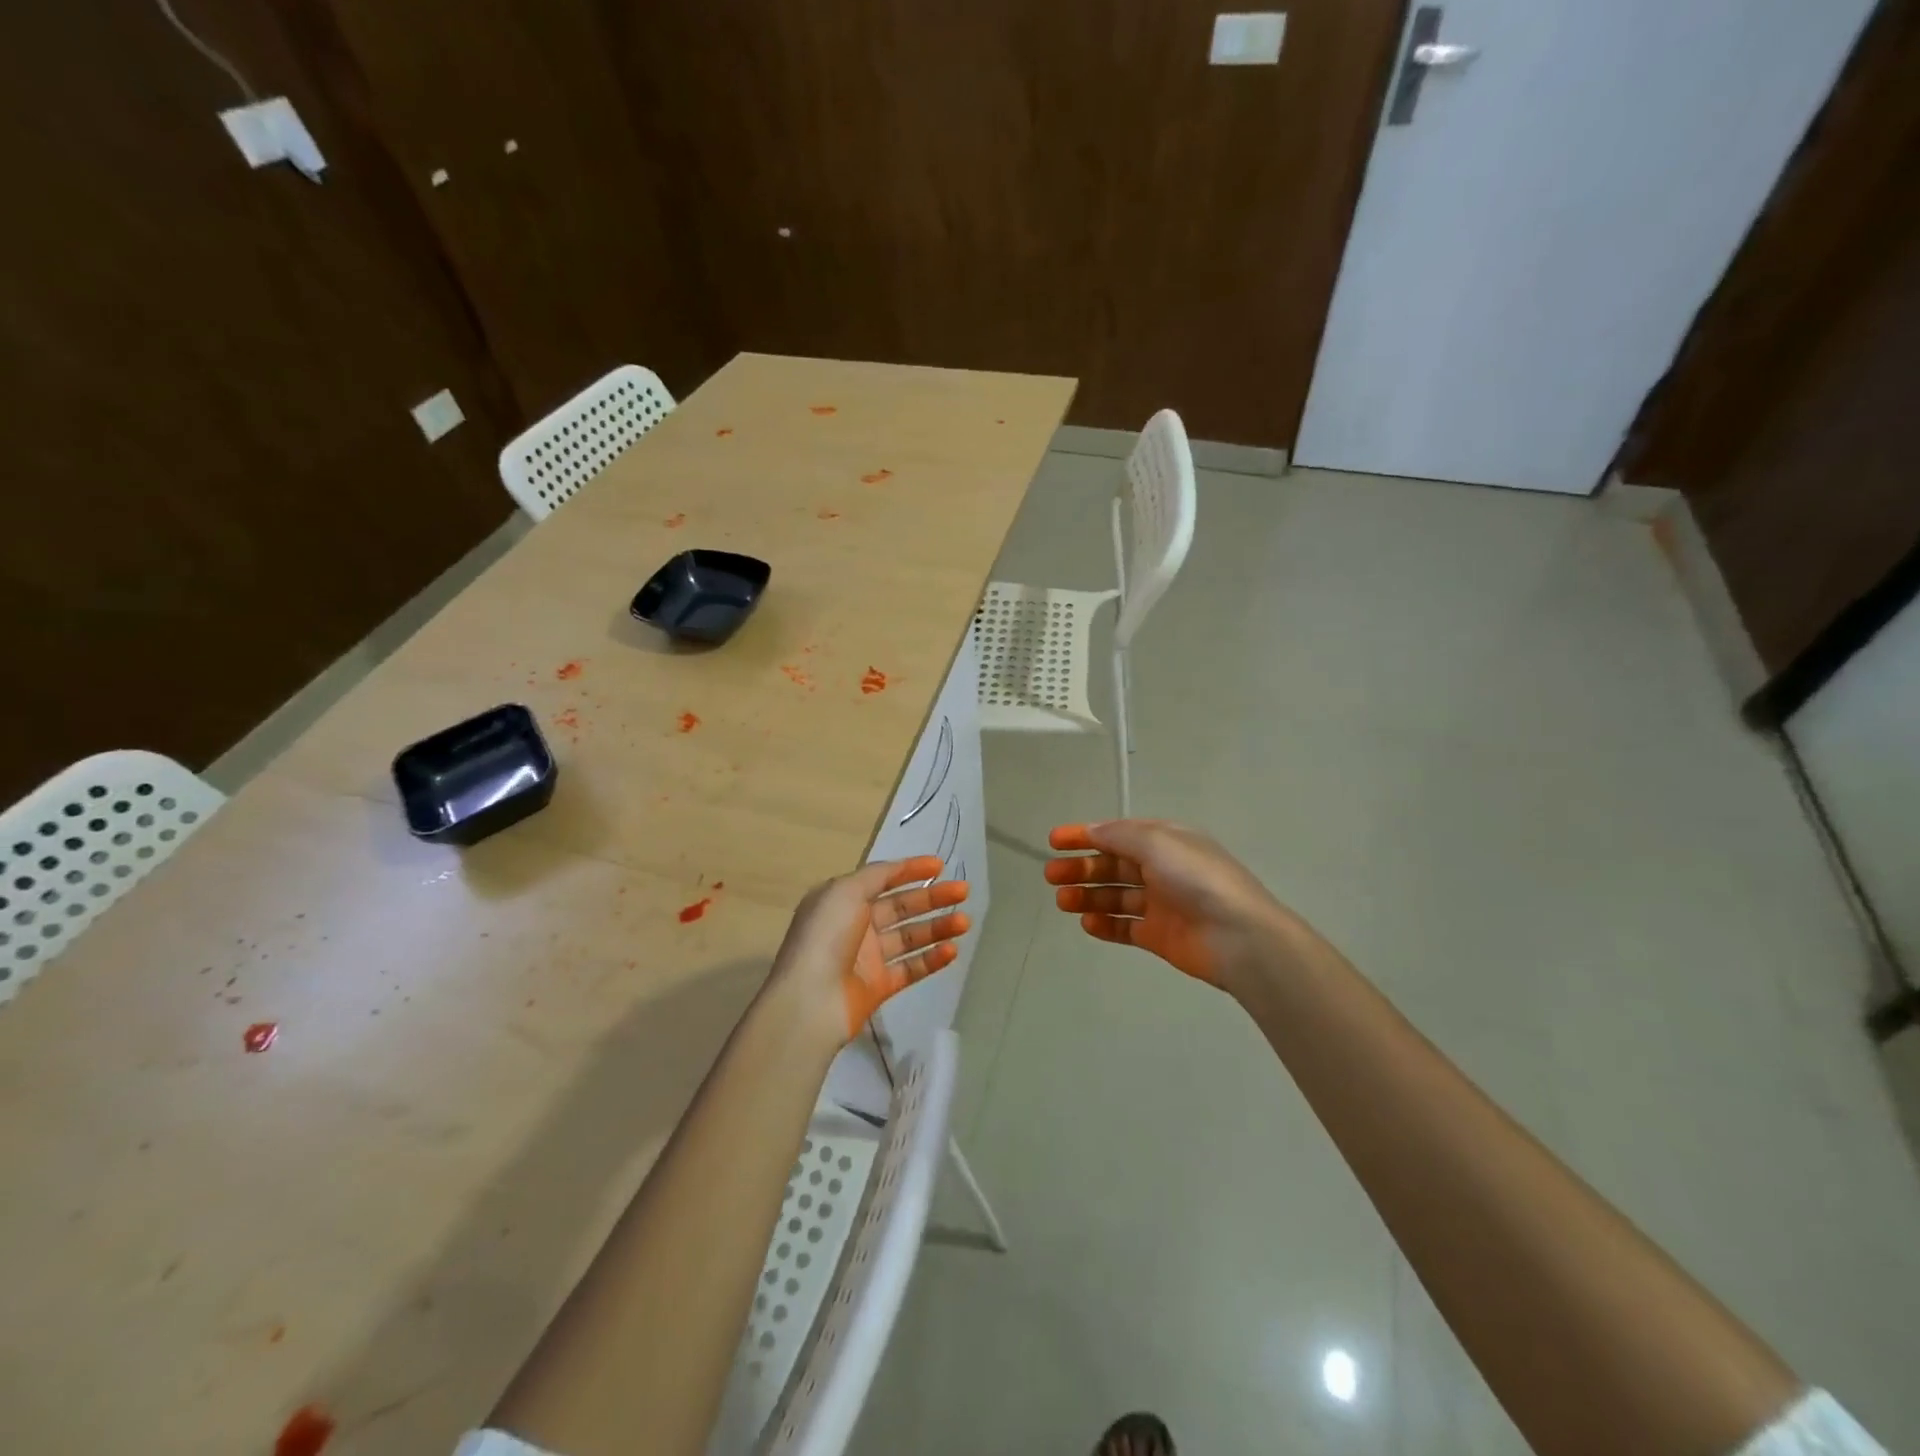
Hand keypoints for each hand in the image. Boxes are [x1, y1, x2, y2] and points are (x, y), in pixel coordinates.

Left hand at [764, 857, 970, 1048]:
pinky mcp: (878, 987)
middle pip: (901, 906)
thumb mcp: (845, 891)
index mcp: (842, 899)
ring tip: (965, 922)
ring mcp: (868, 958)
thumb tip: (899, 868)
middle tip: (963, 892)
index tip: (940, 865)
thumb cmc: (826, 936)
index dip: (910, 870)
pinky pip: (911, 968)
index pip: (882, 878)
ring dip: (938, 927)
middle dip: (932, 897)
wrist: (810, 1000)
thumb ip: (876, 876)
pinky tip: (953, 950)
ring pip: (910, 937)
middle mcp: (855, 925)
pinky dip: (932, 959)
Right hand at [1044, 820, 1300, 992]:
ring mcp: (1161, 904)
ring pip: (1115, 896)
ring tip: (1062, 901)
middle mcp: (1162, 869)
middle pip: (1113, 865)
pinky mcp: (1160, 936)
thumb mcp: (1156, 842)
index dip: (1085, 835)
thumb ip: (1118, 836)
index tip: (1054, 841)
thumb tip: (1092, 831)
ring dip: (1087, 896)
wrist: (1238, 937)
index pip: (1117, 834)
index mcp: (1165, 841)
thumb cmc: (1196, 879)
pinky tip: (1086, 924)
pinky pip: (1126, 927)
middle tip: (1051, 875)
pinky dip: (1105, 924)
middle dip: (1081, 868)